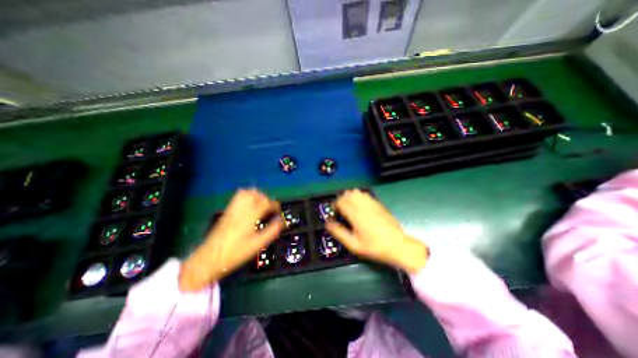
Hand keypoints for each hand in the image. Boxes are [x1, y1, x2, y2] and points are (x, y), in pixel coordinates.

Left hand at [176, 189, 280, 292]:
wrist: (210, 258)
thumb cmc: (236, 252)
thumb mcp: (258, 244)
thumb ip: (272, 231)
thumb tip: (282, 221)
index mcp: (250, 216)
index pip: (266, 203)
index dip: (275, 206)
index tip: (278, 212)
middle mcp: (242, 209)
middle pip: (257, 195)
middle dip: (267, 199)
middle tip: (270, 209)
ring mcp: (233, 208)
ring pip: (247, 192)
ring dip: (257, 196)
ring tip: (261, 205)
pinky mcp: (228, 210)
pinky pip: (238, 196)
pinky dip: (247, 196)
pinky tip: (250, 205)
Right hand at [326, 190, 424, 273]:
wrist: (398, 245)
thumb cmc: (375, 247)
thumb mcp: (354, 245)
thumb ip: (339, 233)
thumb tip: (328, 224)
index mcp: (356, 215)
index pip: (341, 202)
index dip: (334, 206)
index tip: (335, 213)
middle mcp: (363, 206)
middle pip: (347, 194)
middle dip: (340, 200)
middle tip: (340, 210)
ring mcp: (372, 203)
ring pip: (356, 192)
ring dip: (349, 196)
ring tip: (349, 207)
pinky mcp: (378, 204)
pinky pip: (365, 194)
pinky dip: (358, 196)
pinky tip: (359, 205)